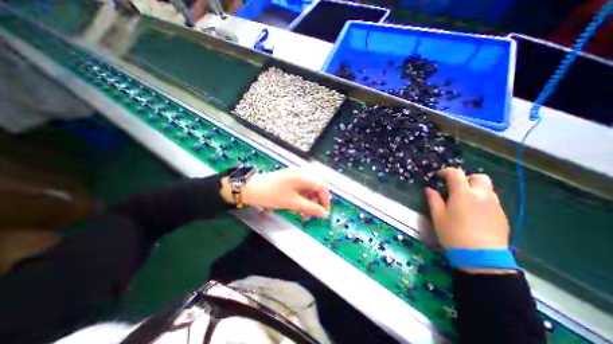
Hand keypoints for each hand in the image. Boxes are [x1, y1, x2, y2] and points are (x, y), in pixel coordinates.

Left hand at [224, 167, 332, 216]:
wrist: (251, 189)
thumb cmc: (272, 195)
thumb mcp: (293, 203)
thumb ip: (310, 208)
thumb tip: (324, 213)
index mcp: (303, 176)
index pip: (321, 186)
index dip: (325, 199)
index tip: (324, 212)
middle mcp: (300, 173)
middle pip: (314, 187)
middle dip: (314, 201)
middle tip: (310, 214)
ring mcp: (293, 175)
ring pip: (307, 189)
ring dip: (307, 200)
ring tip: (300, 211)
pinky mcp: (288, 178)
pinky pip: (299, 188)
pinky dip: (300, 197)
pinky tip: (294, 205)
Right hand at [424, 168, 510, 249]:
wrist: (481, 257)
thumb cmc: (453, 233)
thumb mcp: (438, 215)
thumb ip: (433, 199)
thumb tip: (429, 189)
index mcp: (463, 193)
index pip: (456, 174)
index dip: (446, 172)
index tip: (438, 176)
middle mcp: (482, 195)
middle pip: (478, 177)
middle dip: (466, 178)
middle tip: (455, 187)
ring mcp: (494, 205)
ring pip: (487, 188)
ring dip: (475, 188)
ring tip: (464, 199)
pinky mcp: (502, 215)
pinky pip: (492, 200)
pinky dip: (481, 199)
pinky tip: (473, 212)